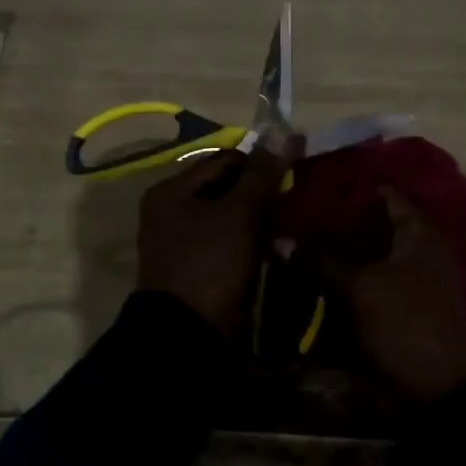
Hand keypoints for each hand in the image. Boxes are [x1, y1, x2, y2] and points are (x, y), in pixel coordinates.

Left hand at [136, 145, 292, 332]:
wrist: (189, 334)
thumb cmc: (210, 264)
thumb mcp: (239, 214)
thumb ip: (262, 173)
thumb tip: (284, 130)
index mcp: (172, 191)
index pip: (225, 160)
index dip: (260, 164)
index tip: (292, 176)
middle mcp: (172, 212)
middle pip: (227, 188)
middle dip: (261, 194)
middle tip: (294, 202)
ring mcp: (184, 242)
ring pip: (232, 218)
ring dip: (261, 220)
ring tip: (291, 224)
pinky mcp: (200, 268)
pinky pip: (231, 244)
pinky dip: (252, 243)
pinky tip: (278, 248)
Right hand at [308, 188, 465, 402]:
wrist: (434, 391)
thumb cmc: (405, 324)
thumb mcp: (360, 288)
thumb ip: (321, 260)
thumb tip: (281, 239)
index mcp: (420, 237)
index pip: (389, 197)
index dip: (356, 188)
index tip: (318, 181)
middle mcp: (416, 254)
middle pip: (373, 228)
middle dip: (337, 222)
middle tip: (297, 212)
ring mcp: (407, 284)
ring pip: (365, 259)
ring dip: (335, 254)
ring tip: (295, 241)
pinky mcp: (394, 311)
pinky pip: (363, 287)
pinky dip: (341, 283)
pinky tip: (310, 279)